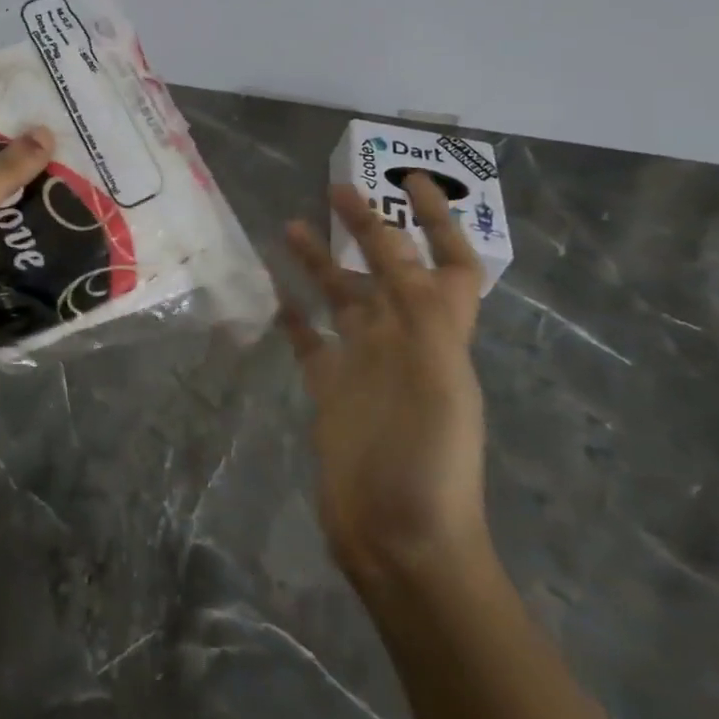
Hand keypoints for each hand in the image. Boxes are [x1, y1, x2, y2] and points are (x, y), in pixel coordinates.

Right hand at [282, 174, 490, 588]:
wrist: (401, 537)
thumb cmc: (427, 454)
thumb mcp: (435, 373)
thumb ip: (414, 306)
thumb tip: (390, 244)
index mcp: (437, 331)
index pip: (448, 262)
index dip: (437, 220)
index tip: (408, 181)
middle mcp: (402, 339)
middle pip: (386, 270)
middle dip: (368, 227)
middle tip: (334, 190)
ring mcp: (363, 364)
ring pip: (341, 297)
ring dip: (321, 262)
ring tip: (290, 228)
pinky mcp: (329, 388)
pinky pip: (308, 338)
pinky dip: (292, 311)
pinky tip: (270, 291)